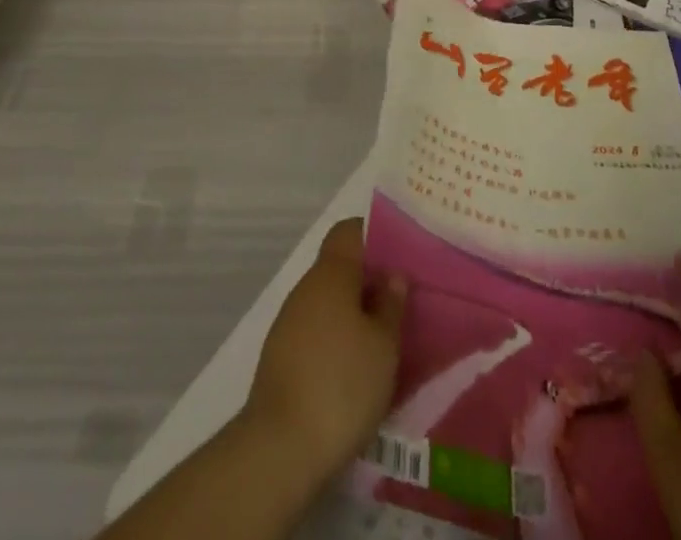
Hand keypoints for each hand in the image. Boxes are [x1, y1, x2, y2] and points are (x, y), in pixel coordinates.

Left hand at [244, 217, 406, 477]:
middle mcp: (306, 288)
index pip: (349, 231)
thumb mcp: (384, 346)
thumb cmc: (342, 384)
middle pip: (340, 268)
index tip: (400, 254)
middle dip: (369, 281)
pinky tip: (355, 370)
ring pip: (328, 303)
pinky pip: (316, 332)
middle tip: (402, 302)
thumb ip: (391, 304)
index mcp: (331, 273)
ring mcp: (288, 323)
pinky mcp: (280, 358)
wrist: (279, 449)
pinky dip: (336, 341)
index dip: (374, 235)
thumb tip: (393, 275)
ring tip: (385, 341)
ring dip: (353, 314)